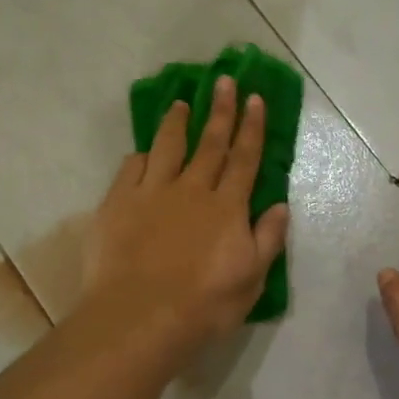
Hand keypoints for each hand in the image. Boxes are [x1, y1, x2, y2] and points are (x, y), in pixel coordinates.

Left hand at [80, 76, 290, 366]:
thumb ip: (267, 239)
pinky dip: (141, 156)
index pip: (244, 159)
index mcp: (227, 207)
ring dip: (177, 122)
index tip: (255, 99)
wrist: (140, 317)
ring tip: (181, 103)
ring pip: (167, 146)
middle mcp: (192, 190)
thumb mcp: (251, 279)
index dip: (251, 128)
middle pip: (210, 143)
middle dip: (220, 110)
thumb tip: (280, 205)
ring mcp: (152, 193)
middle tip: (225, 81)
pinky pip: (131, 168)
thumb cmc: (204, 305)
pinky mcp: (118, 203)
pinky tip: (143, 152)